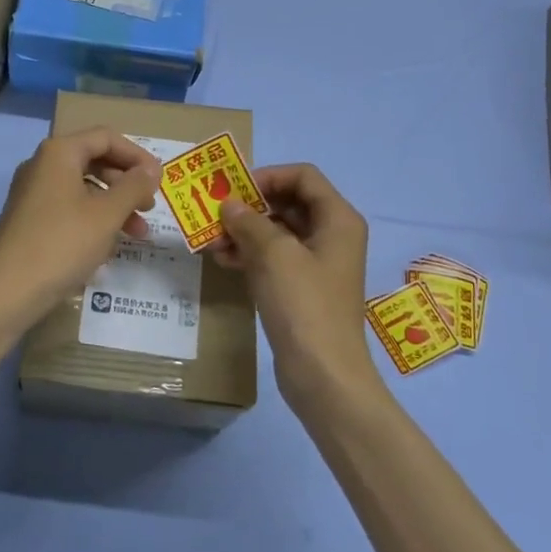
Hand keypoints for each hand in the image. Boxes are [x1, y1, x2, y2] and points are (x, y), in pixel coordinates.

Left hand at [0, 128, 159, 323]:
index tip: (159, 180)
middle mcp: (42, 165)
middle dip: (126, 183)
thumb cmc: (62, 243)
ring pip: (82, 188)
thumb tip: (151, 170)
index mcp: (59, 153)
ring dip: (114, 206)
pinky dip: (92, 220)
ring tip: (138, 234)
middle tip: (149, 207)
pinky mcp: (28, 220)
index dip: (137, 155)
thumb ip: (133, 187)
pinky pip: (68, 208)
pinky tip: (108, 247)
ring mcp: (32, 193)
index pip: (106, 138)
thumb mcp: (107, 214)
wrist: (8, 291)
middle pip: (94, 161)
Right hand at [212, 164, 382, 416]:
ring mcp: (318, 263)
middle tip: (216, 213)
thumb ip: (248, 221)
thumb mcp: (273, 254)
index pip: (303, 176)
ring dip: (245, 231)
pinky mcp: (304, 289)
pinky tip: (223, 260)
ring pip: (278, 231)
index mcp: (337, 219)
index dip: (268, 176)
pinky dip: (251, 254)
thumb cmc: (304, 304)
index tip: (235, 189)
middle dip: (251, 206)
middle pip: (289, 202)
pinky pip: (275, 258)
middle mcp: (332, 235)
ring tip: (212, 240)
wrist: (324, 376)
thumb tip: (229, 204)